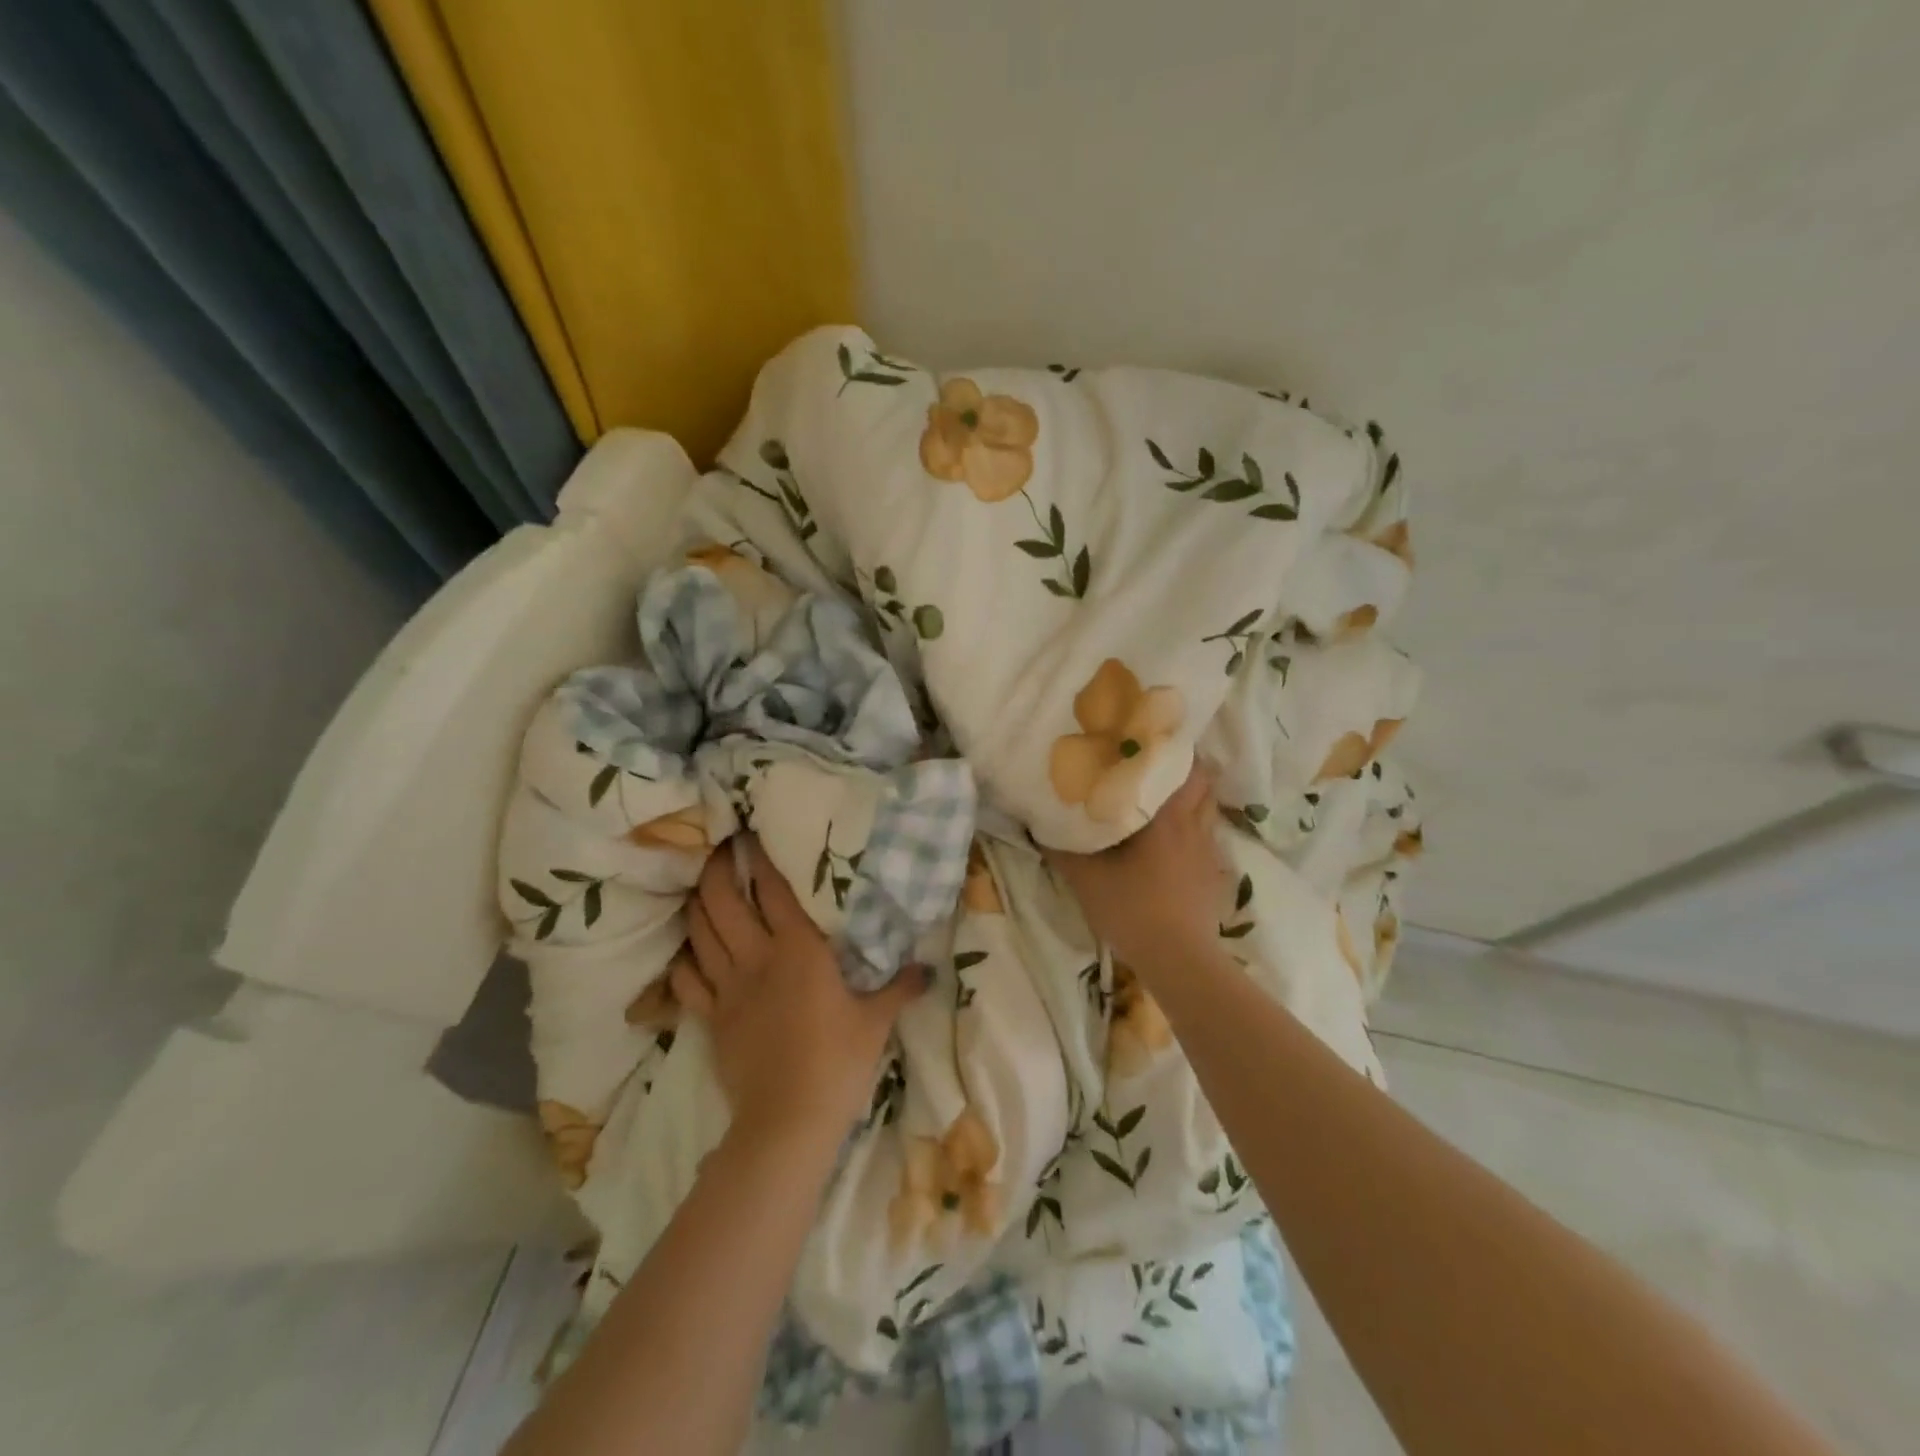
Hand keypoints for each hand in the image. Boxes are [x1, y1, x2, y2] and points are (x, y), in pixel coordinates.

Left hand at [673, 835, 926, 1140]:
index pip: (773, 891)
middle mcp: (757, 958)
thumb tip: (929, 969)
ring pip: (700, 934)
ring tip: (700, 889)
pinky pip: (687, 981)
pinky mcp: (712, 1019)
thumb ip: (900, 988)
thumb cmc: (838, 1062)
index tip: (749, 836)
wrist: (788, 1121)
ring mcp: (728, 989)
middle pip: (723, 902)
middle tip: (719, 852)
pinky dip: (684, 961)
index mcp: (798, 950)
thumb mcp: (877, 1022)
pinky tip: (688, 951)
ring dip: (697, 907)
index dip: (759, 859)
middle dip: (716, 871)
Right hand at [1046, 762, 1230, 976]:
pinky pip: (1208, 839)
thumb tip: (1037, 824)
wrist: (1178, 959)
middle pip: (1204, 783)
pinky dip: (1194, 831)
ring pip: (1208, 810)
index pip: (1183, 767)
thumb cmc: (1132, 909)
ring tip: (1165, 798)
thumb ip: (1061, 848)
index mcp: (1167, 817)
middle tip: (1155, 766)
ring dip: (1192, 799)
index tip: (1150, 737)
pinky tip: (1174, 844)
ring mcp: (1209, 852)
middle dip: (1185, 769)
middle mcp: (1194, 826)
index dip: (1172, 748)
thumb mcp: (1085, 878)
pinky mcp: (1214, 876)